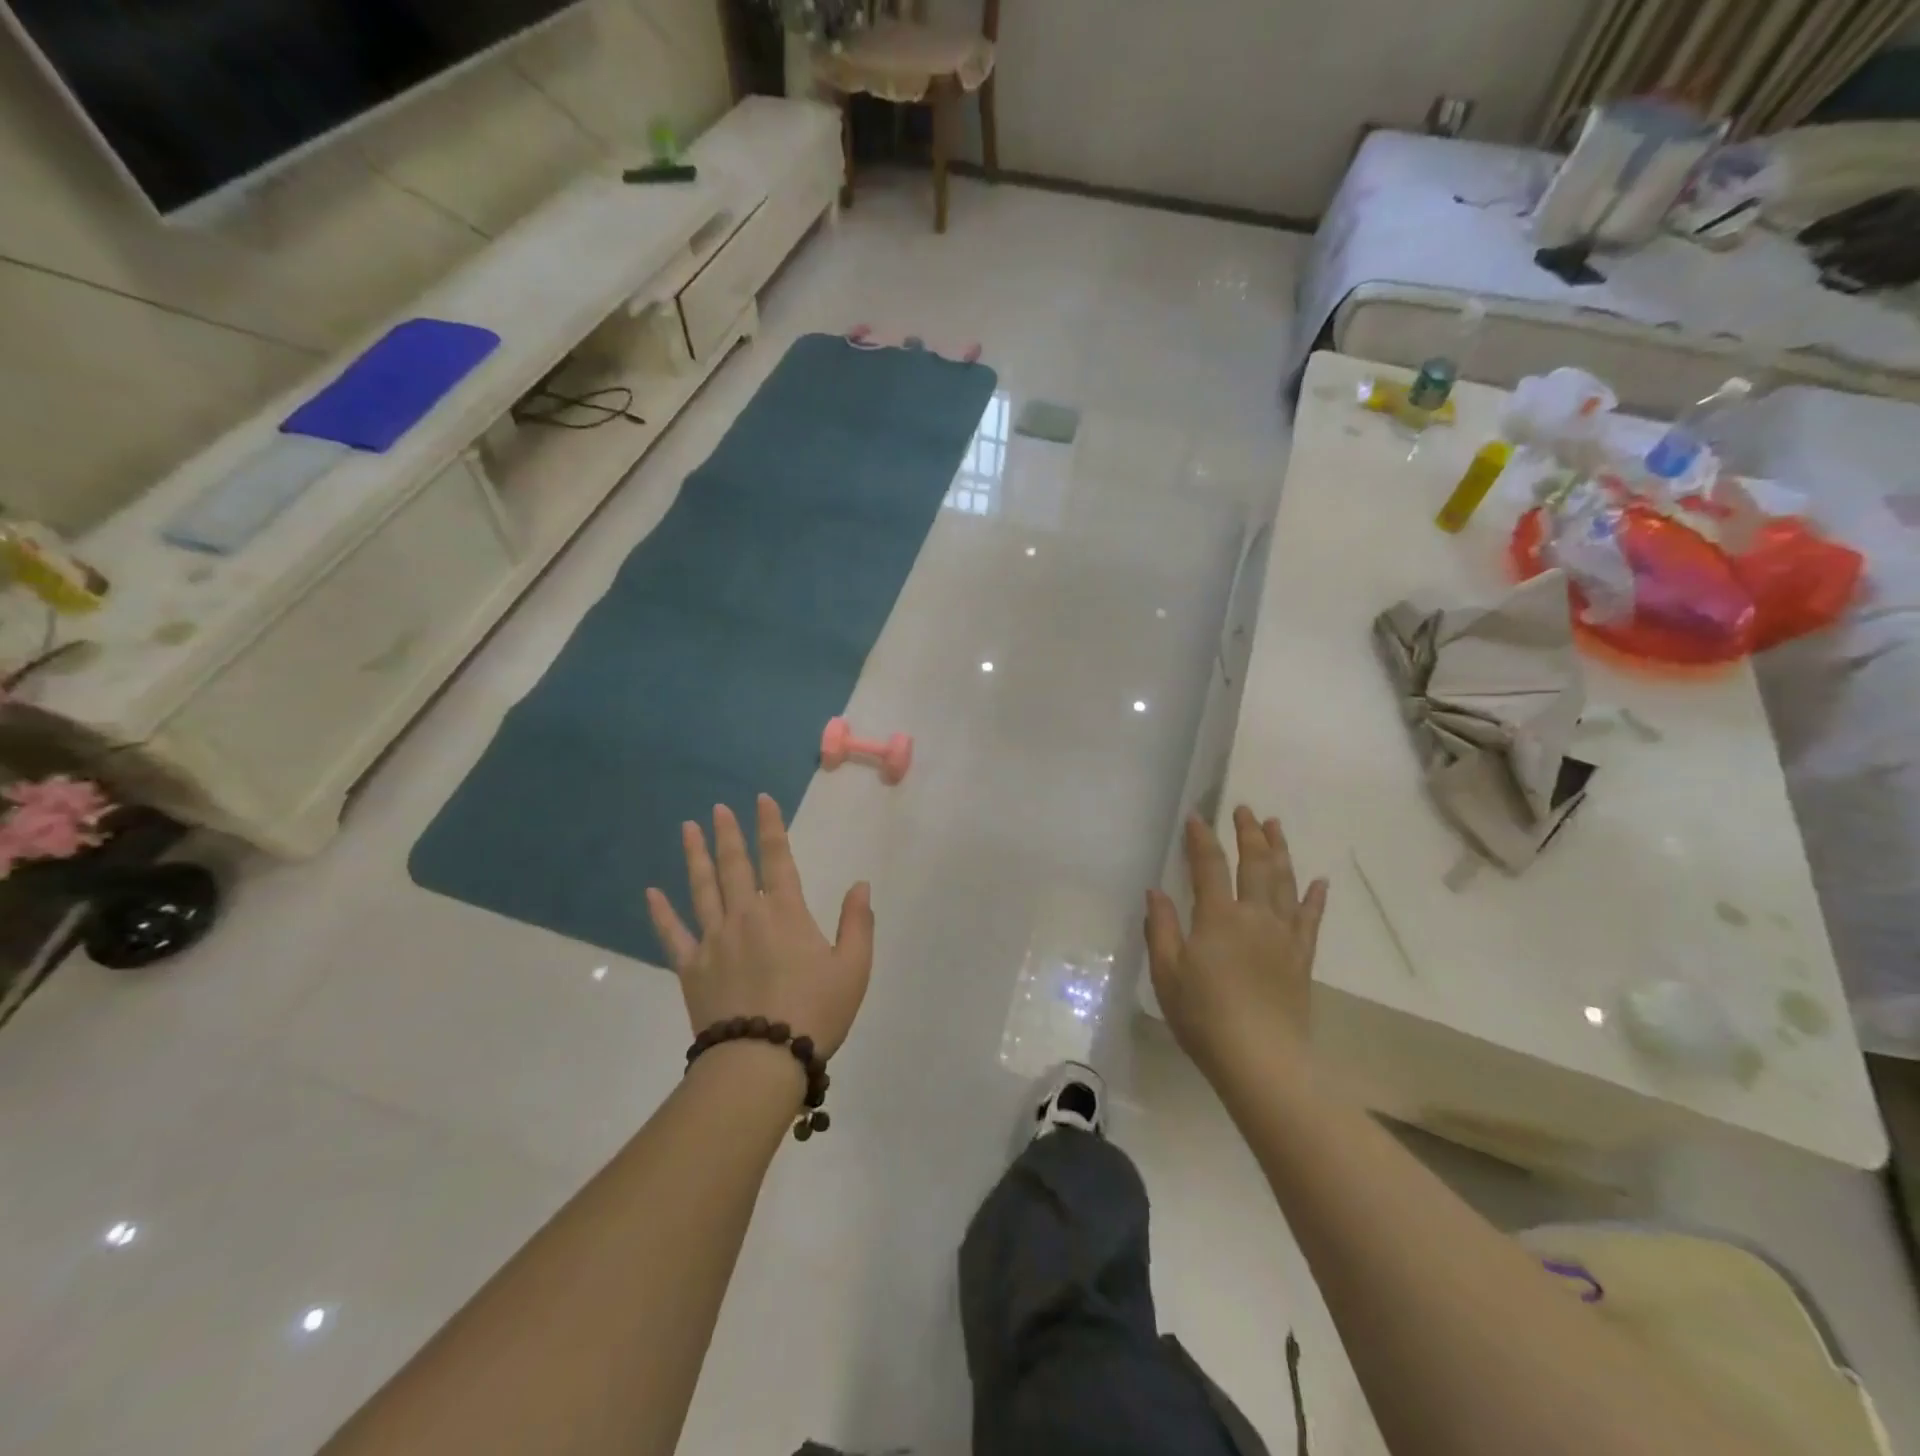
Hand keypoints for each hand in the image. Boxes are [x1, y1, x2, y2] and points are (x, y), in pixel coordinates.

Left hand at [646, 795, 873, 1057]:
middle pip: (734, 866)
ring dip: (695, 856)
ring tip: (688, 829)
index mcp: (786, 912)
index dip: (770, 826)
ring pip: (702, 889)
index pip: (777, 857)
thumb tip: (860, 885)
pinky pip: (673, 934)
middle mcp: (746, 916)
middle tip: (718, 809)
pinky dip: (661, 913)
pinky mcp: (691, 968)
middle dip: (728, 834)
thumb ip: (857, 922)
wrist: (762, 1061)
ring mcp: (714, 940)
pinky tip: (651, 893)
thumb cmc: (816, 1012)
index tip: (760, 800)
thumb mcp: (853, 968)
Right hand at [1145, 806, 1327, 1077]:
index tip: (1197, 816)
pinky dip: (1314, 897)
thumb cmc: (1204, 1016)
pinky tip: (1318, 881)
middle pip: (1255, 864)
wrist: (1261, 1059)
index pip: (1209, 866)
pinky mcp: (1301, 957)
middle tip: (1245, 809)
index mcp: (1217, 917)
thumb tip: (1156, 891)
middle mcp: (1254, 916)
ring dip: (1280, 850)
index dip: (1201, 839)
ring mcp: (1283, 935)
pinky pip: (1310, 918)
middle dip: (1248, 833)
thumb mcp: (1167, 973)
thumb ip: (1162, 928)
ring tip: (1276, 825)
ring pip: (1284, 881)